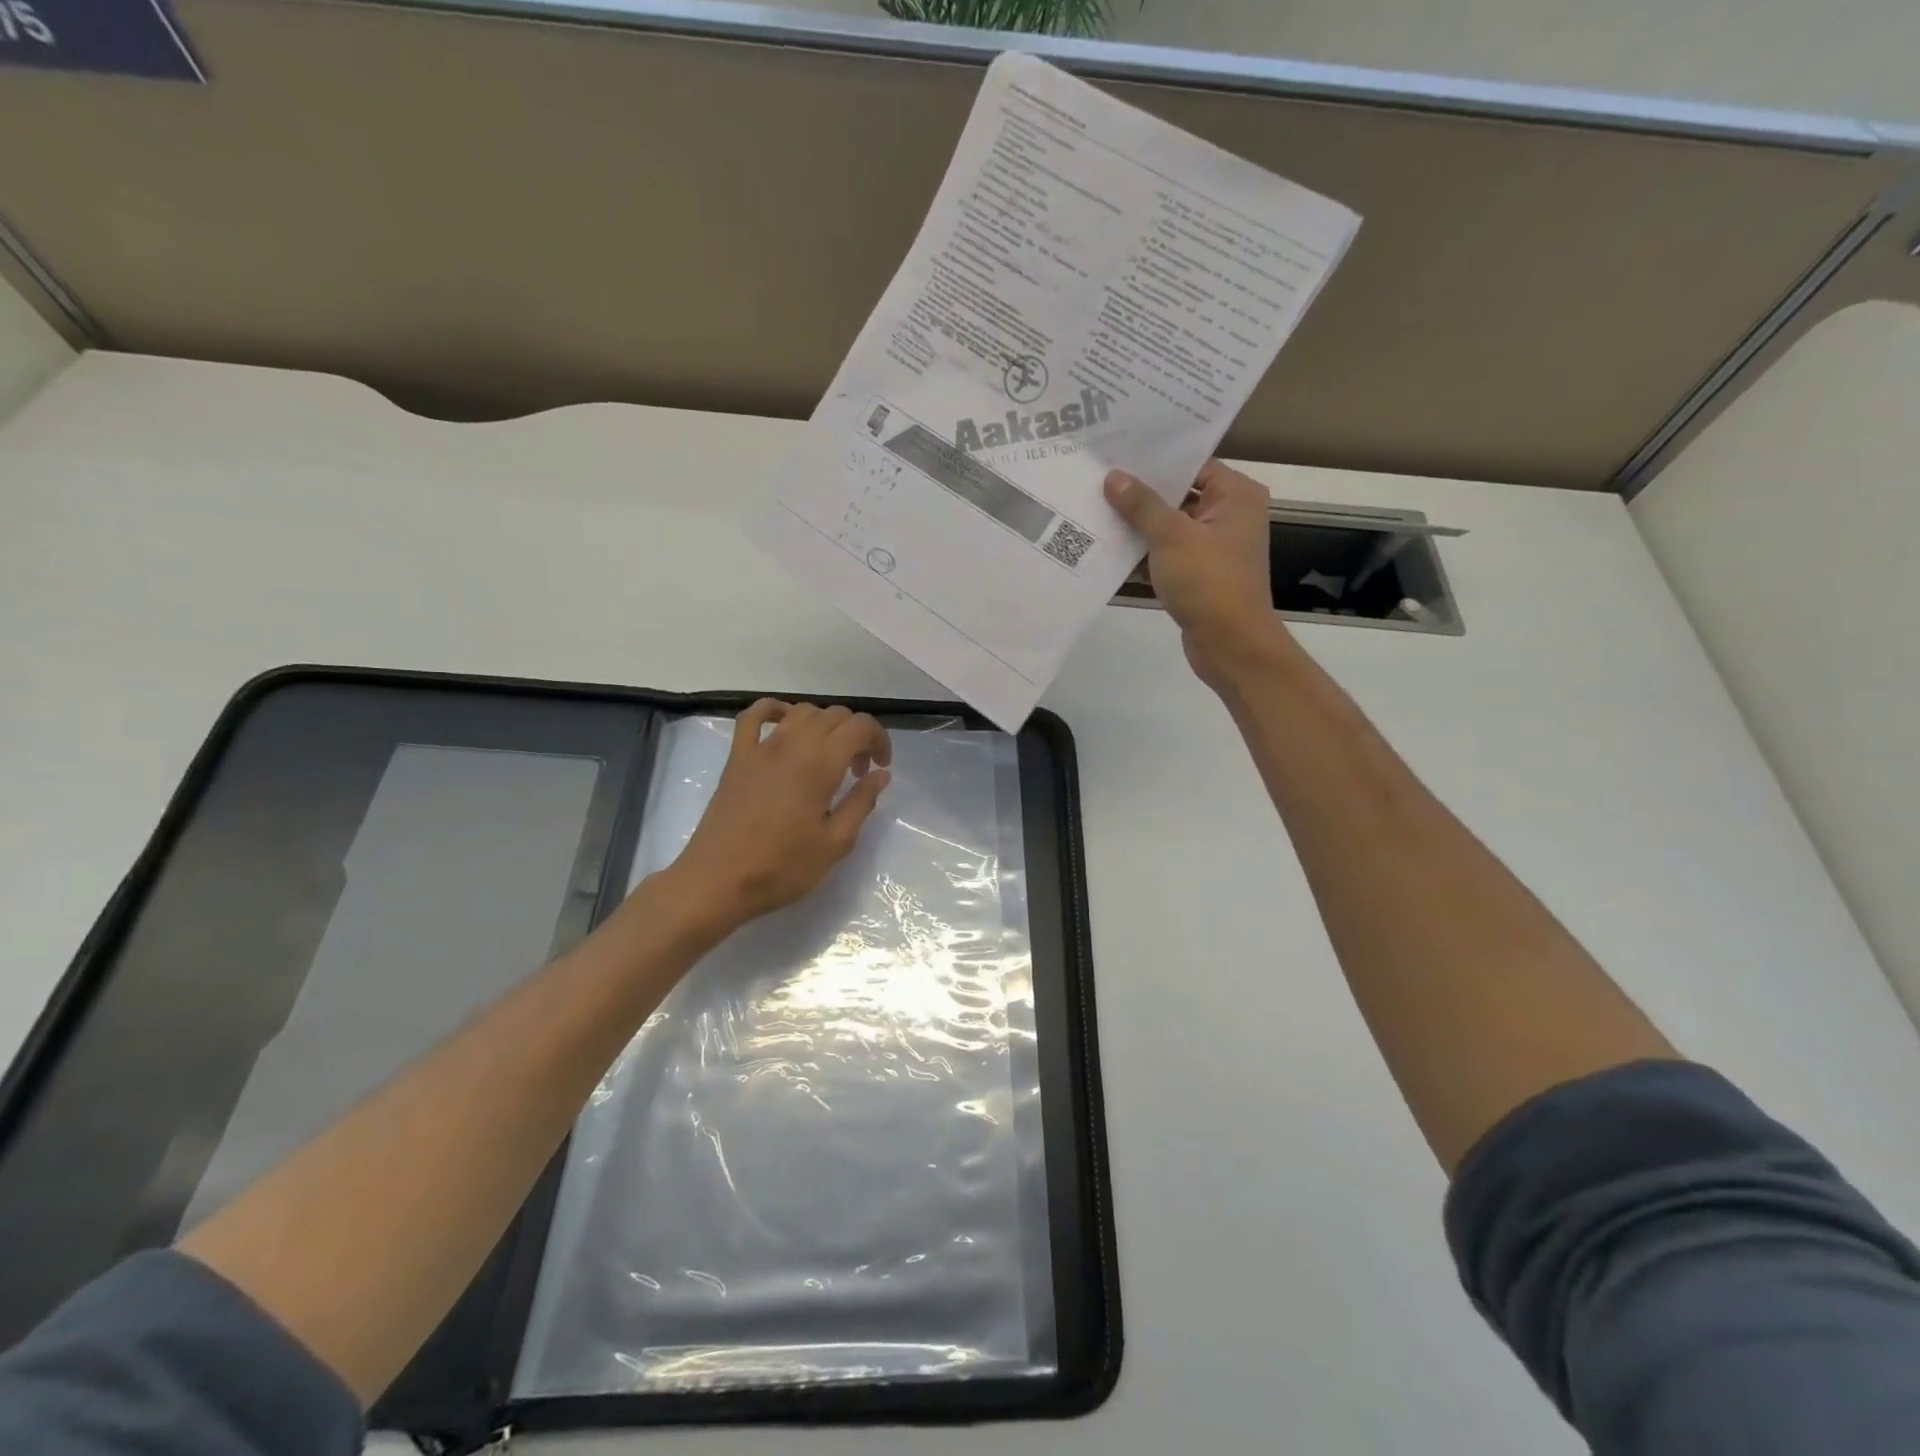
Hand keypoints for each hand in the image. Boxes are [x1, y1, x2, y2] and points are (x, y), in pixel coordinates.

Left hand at [663, 700, 892, 934]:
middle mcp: (793, 744)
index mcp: (821, 764)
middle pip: (834, 715)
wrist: (718, 881)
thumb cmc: (782, 867)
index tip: (881, 767)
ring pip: (801, 712)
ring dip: (824, 725)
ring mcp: (761, 747)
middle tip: (858, 771)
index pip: (860, 726)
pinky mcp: (737, 757)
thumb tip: (880, 774)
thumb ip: (861, 802)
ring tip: (828, 757)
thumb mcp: (835, 843)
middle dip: (856, 735)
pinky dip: (774, 710)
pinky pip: (754, 716)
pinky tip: (785, 724)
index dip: (879, 739)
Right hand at [1105, 461, 1284, 689]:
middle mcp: (1229, 516)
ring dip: (1137, 526)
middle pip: (1178, 495)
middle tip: (1098, 480)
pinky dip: (1142, 555)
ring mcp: (1213, 548)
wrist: (1230, 644)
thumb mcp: (1171, 536)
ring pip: (1169, 527)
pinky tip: (1107, 550)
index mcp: (1236, 495)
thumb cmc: (1208, 581)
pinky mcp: (1198, 576)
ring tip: (1094, 510)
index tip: (1117, 452)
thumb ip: (1141, 504)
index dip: (1156, 460)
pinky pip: (1166, 555)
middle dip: (1140, 493)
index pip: (1193, 464)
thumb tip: (1114, 477)